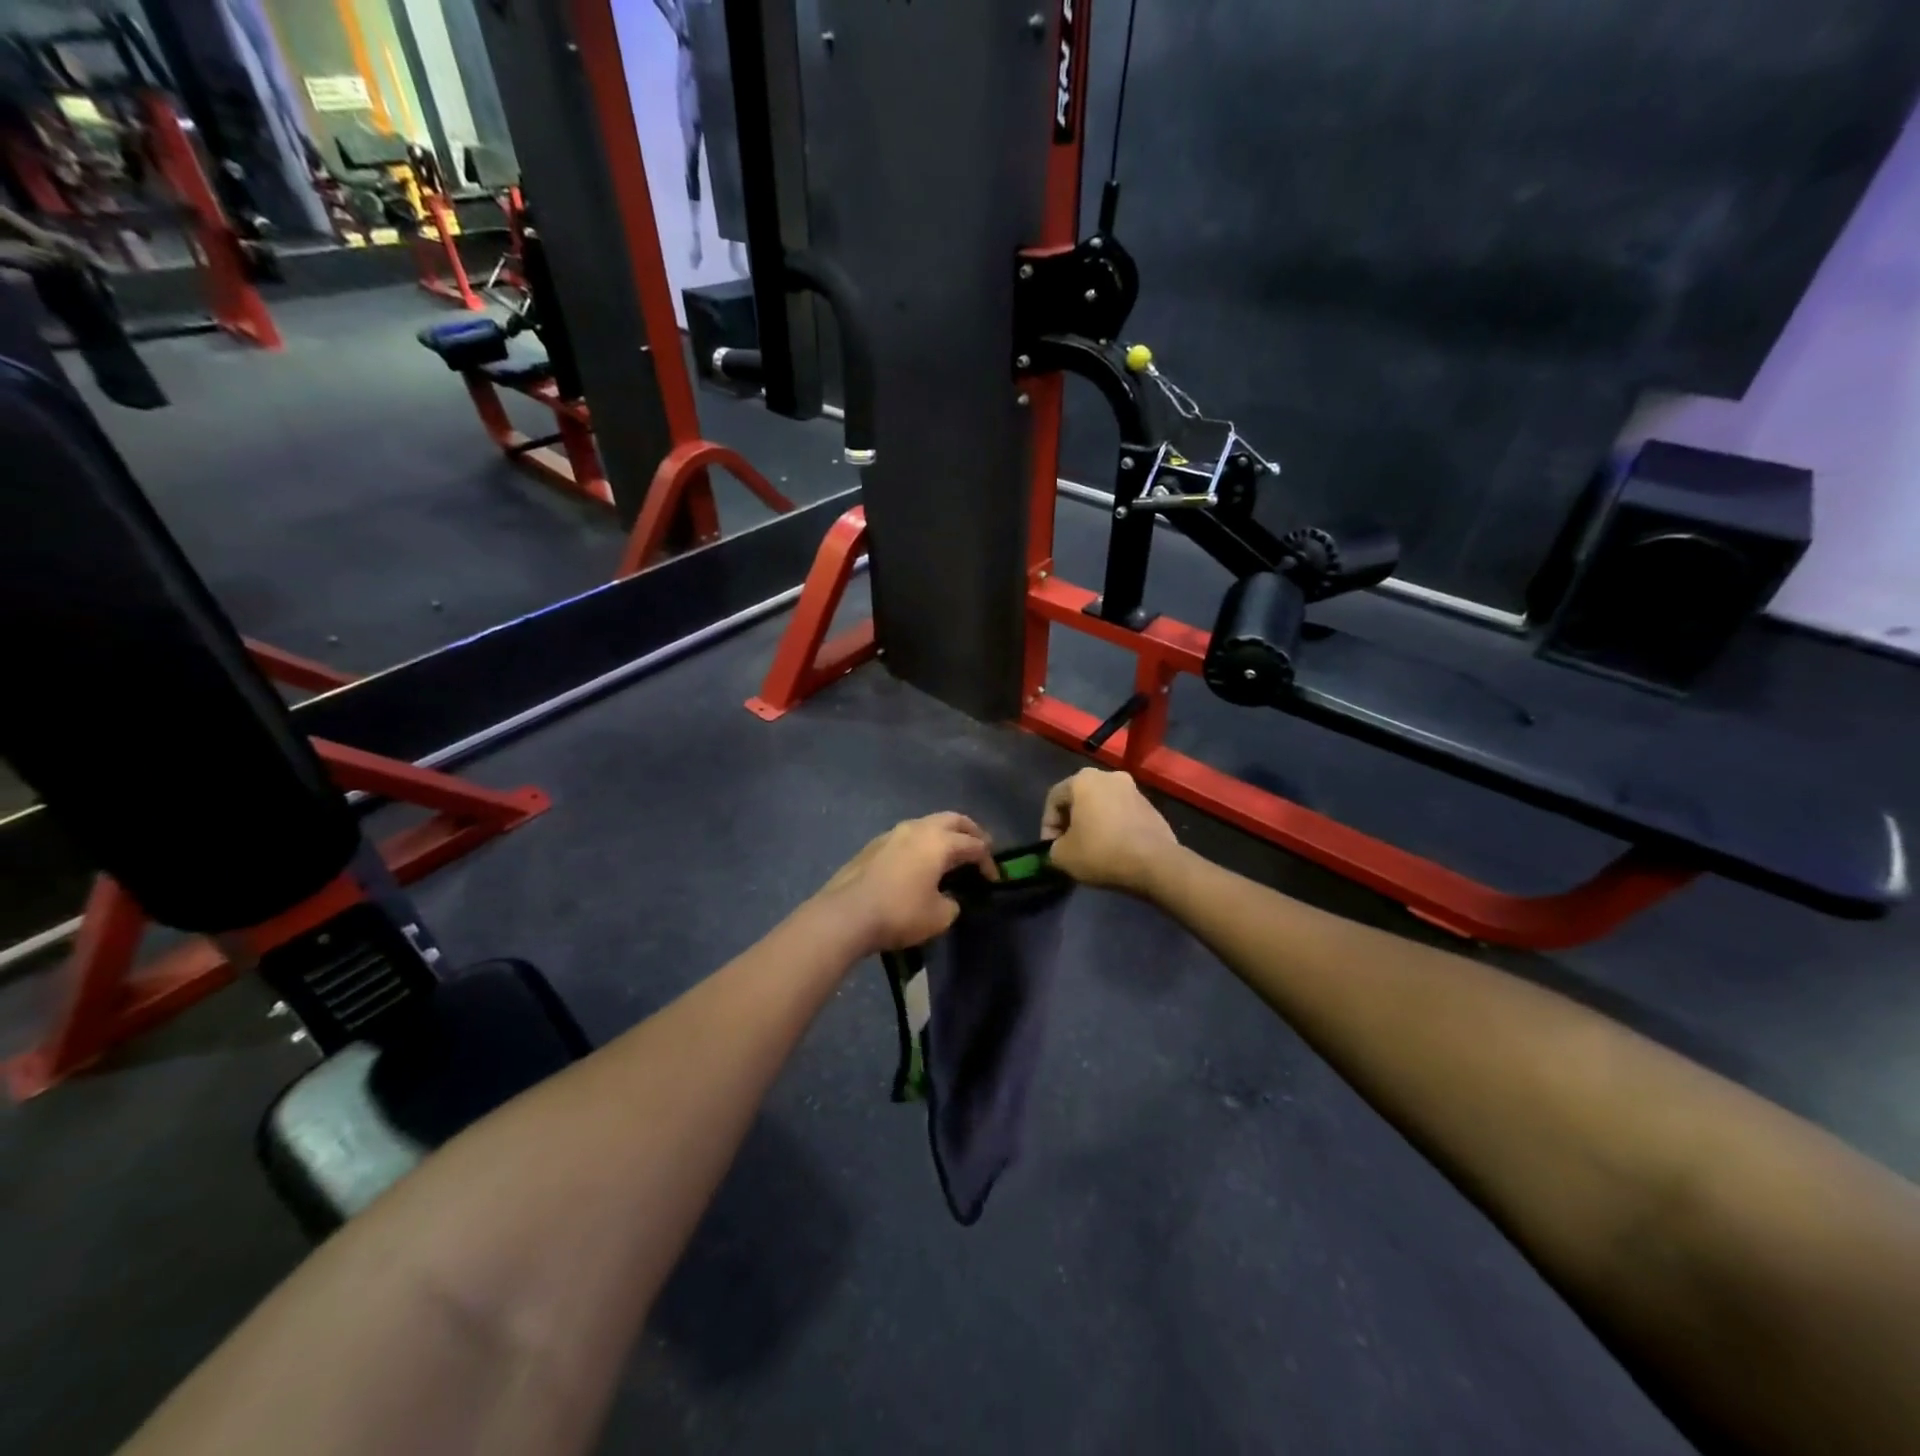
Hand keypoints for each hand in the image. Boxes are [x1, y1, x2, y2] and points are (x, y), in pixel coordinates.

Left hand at [817, 813, 997, 953]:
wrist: (845, 914)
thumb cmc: (899, 913)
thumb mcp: (939, 916)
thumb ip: (952, 903)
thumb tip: (948, 897)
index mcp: (939, 841)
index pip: (974, 845)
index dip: (988, 861)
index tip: (994, 879)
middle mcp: (918, 828)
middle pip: (953, 820)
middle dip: (970, 832)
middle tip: (980, 848)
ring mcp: (892, 833)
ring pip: (927, 824)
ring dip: (943, 835)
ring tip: (950, 853)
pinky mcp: (874, 845)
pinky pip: (908, 836)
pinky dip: (922, 843)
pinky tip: (919, 861)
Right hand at [1040, 769, 1180, 895]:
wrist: (1155, 862)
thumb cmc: (1101, 852)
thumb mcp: (1062, 856)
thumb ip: (1052, 848)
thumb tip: (1059, 849)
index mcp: (1083, 779)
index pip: (1054, 799)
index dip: (1047, 826)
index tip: (1051, 849)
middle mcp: (1109, 776)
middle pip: (1079, 799)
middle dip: (1071, 822)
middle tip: (1068, 847)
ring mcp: (1134, 790)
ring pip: (1102, 806)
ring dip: (1093, 824)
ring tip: (1092, 850)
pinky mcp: (1151, 807)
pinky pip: (1122, 815)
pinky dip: (1113, 828)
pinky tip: (1114, 849)